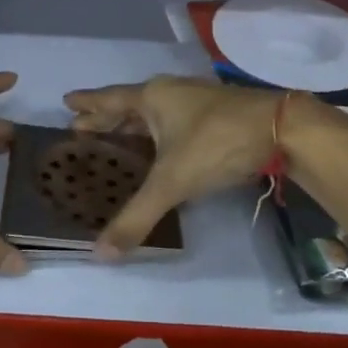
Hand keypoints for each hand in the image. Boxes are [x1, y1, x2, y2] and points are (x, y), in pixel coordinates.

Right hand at [63, 76, 284, 257]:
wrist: (281, 129)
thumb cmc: (218, 144)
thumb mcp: (173, 181)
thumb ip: (137, 216)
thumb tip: (99, 254)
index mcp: (152, 98)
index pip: (109, 99)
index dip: (87, 103)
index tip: (66, 101)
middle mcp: (170, 93)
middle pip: (129, 104)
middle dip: (105, 117)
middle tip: (80, 126)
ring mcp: (194, 101)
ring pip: (153, 112)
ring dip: (132, 125)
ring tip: (114, 137)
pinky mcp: (215, 114)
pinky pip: (171, 120)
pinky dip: (156, 132)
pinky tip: (159, 147)